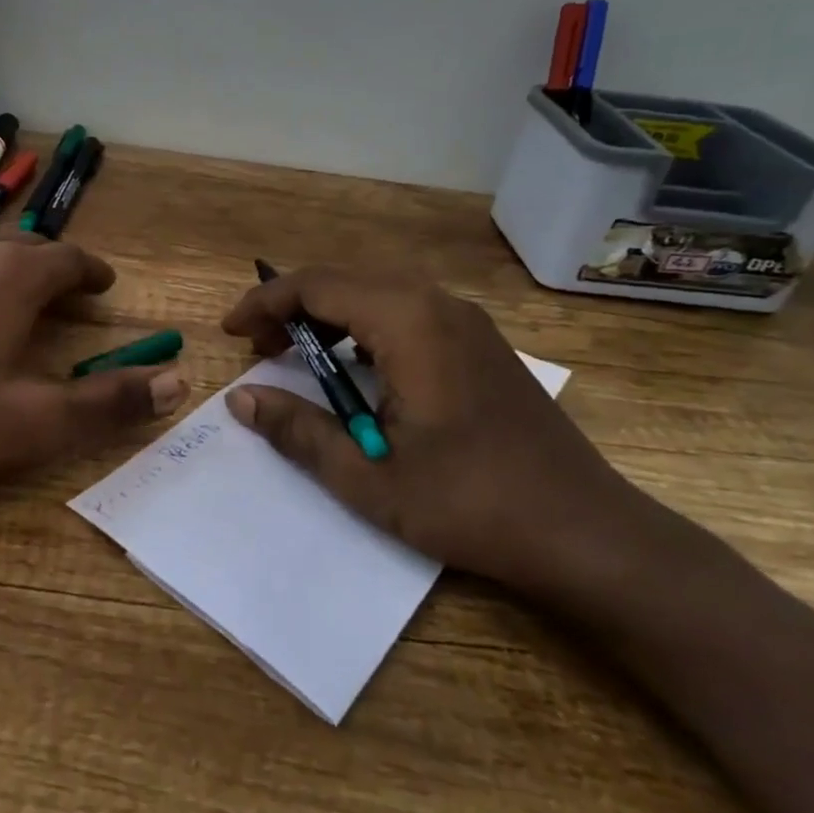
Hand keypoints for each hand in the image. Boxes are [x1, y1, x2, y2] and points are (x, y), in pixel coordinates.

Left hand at [0, 235, 186, 503]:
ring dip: (8, 274)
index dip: (92, 272)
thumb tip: (177, 381)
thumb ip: (107, 402)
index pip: (67, 258)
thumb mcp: (31, 422)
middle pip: (24, 251)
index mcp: (10, 278)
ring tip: (16, 304)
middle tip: (68, 301)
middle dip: (54, 272)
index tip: (105, 287)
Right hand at [220, 266, 678, 601]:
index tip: (229, 332)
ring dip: (329, 316)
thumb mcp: (368, 476)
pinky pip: (408, 312)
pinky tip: (357, 368)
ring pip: (378, 293)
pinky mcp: (482, 344)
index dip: (264, 303)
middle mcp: (439, 305)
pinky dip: (365, 327)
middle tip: (258, 348)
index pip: (316, 286)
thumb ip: (298, 431)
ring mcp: (468, 322)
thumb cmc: (469, 503)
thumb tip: (241, 399)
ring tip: (298, 355)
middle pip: (346, 281)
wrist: (584, 531)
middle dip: (292, 307)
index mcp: (408, 323)